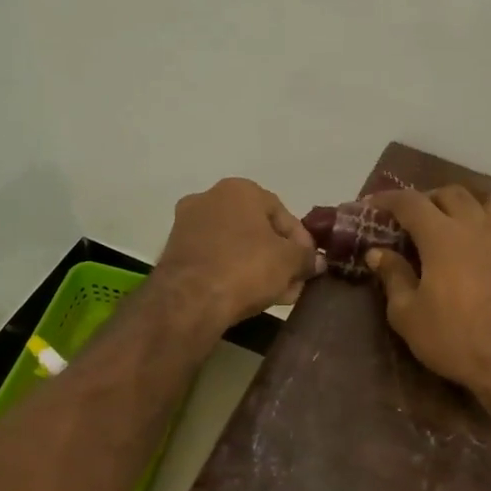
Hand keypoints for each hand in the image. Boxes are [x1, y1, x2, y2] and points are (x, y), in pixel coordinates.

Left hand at [156, 178, 322, 329]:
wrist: (189, 300)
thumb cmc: (245, 268)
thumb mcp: (289, 261)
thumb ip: (306, 257)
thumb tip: (315, 261)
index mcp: (239, 189)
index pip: (282, 213)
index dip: (301, 241)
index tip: (309, 264)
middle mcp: (209, 198)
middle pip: (257, 229)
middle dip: (279, 256)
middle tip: (294, 281)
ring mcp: (187, 225)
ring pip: (236, 246)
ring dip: (258, 267)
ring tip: (276, 294)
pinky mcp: (175, 253)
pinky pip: (215, 259)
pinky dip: (234, 273)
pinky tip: (250, 296)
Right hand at [366, 186, 490, 406]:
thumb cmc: (457, 340)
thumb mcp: (409, 316)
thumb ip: (393, 277)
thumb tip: (378, 252)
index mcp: (442, 237)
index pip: (410, 202)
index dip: (389, 198)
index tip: (373, 203)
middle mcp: (476, 226)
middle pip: (451, 193)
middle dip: (428, 198)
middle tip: (414, 217)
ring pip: (487, 201)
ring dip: (465, 203)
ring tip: (454, 222)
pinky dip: (490, 224)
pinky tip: (484, 247)